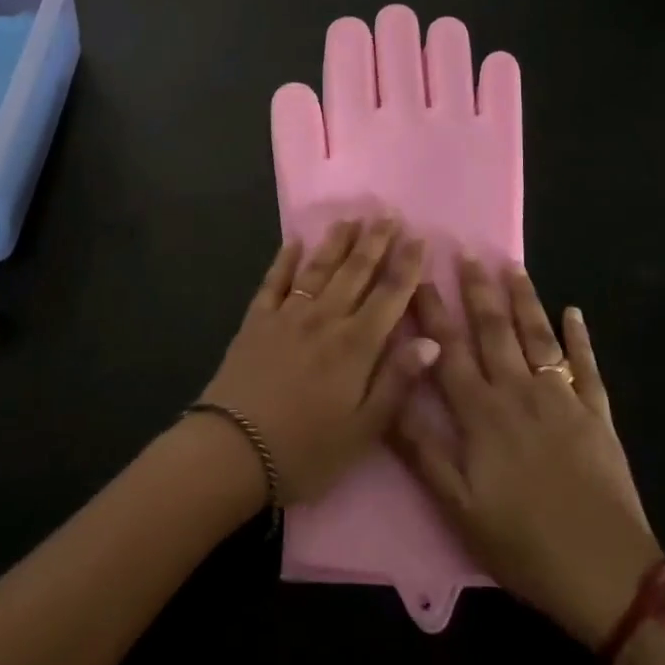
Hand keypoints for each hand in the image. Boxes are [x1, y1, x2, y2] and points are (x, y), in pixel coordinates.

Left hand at [202, 219, 440, 505]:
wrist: (233, 450)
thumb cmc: (306, 450)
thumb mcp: (364, 429)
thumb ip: (397, 382)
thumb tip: (431, 340)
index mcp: (356, 345)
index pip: (390, 295)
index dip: (407, 265)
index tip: (420, 238)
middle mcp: (325, 319)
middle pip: (355, 272)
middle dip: (375, 242)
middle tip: (388, 214)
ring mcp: (288, 315)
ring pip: (318, 269)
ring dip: (337, 242)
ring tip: (351, 218)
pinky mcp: (257, 321)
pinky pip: (274, 282)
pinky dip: (285, 260)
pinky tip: (294, 241)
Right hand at [393, 259, 661, 649]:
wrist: (605, 573)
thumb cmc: (523, 543)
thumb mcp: (458, 506)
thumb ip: (422, 449)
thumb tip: (390, 397)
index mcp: (481, 413)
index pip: (448, 349)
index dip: (432, 311)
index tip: (420, 275)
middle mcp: (518, 392)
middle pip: (493, 330)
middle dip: (477, 289)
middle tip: (466, 251)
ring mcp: (562, 399)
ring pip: (537, 336)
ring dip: (523, 299)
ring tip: (512, 265)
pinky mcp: (597, 414)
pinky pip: (586, 366)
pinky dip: (580, 337)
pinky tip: (574, 311)